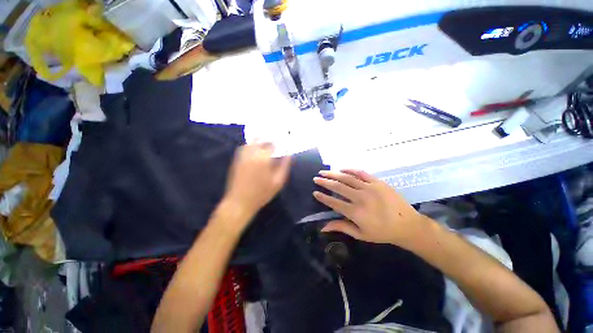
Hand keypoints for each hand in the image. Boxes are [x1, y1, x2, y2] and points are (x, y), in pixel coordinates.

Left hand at [224, 142, 290, 220]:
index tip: (283, 144)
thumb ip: (284, 166)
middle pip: (262, 140)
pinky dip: (252, 146)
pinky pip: (245, 147)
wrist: (239, 202)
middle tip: (276, 144)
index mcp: (264, 158)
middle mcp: (252, 153)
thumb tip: (289, 155)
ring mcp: (243, 156)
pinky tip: (256, 151)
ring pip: (252, 142)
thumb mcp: (278, 181)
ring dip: (260, 141)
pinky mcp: (237, 160)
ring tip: (266, 144)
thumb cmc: (262, 193)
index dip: (279, 143)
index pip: (272, 144)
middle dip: (270, 140)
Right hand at [313, 170, 431, 248]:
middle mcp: (360, 198)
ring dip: (333, 174)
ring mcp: (369, 188)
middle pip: (338, 187)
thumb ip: (341, 227)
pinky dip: (350, 170)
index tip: (315, 192)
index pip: (333, 202)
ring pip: (347, 178)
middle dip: (324, 182)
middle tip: (316, 178)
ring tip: (324, 172)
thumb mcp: (361, 234)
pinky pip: (361, 173)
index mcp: (355, 212)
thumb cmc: (383, 232)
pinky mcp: (377, 182)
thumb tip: (323, 227)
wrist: (407, 225)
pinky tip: (342, 169)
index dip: (323, 197)